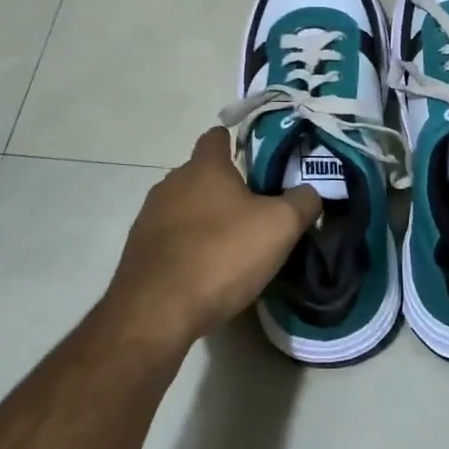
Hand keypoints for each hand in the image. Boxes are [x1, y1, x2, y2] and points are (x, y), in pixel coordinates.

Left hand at [104, 127, 321, 349]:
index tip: (256, 157)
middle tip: (257, 209)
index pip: (216, 136)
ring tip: (232, 244)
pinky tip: (206, 270)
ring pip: (185, 207)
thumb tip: (309, 192)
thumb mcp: (280, 226)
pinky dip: (188, 246)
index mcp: (204, 167)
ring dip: (206, 218)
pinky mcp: (138, 251)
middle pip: (202, 174)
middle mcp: (171, 183)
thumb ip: (302, 202)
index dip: (236, 141)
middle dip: (226, 187)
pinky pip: (170, 238)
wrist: (156, 311)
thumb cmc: (222, 255)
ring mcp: (150, 217)